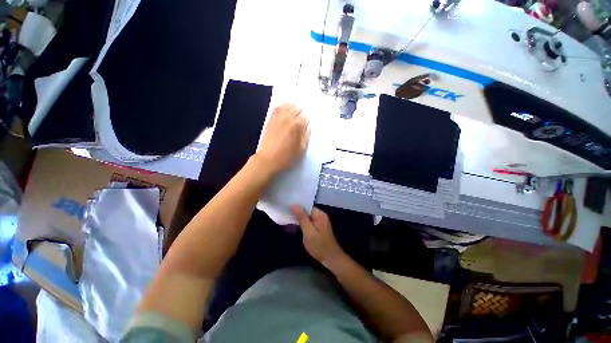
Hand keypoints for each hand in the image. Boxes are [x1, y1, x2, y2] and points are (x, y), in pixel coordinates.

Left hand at [255, 103, 309, 175]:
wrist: (268, 159)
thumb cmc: (286, 157)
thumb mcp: (301, 149)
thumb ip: (306, 135)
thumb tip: (309, 126)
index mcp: (296, 126)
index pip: (305, 115)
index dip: (310, 114)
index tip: (312, 115)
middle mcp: (287, 119)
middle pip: (297, 107)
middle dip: (302, 108)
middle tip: (305, 110)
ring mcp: (278, 118)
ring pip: (287, 105)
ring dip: (293, 105)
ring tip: (297, 106)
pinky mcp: (270, 120)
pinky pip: (276, 108)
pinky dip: (282, 106)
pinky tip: (285, 107)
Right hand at [291, 205, 347, 269]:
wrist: (331, 259)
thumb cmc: (319, 246)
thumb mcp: (309, 231)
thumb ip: (301, 217)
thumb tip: (294, 205)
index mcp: (320, 214)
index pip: (306, 206)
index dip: (296, 207)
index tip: (286, 208)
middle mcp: (320, 216)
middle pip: (306, 211)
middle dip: (296, 213)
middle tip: (285, 215)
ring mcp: (320, 222)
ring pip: (306, 217)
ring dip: (298, 219)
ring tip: (287, 220)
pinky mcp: (318, 228)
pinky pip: (308, 222)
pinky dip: (302, 224)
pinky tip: (294, 227)